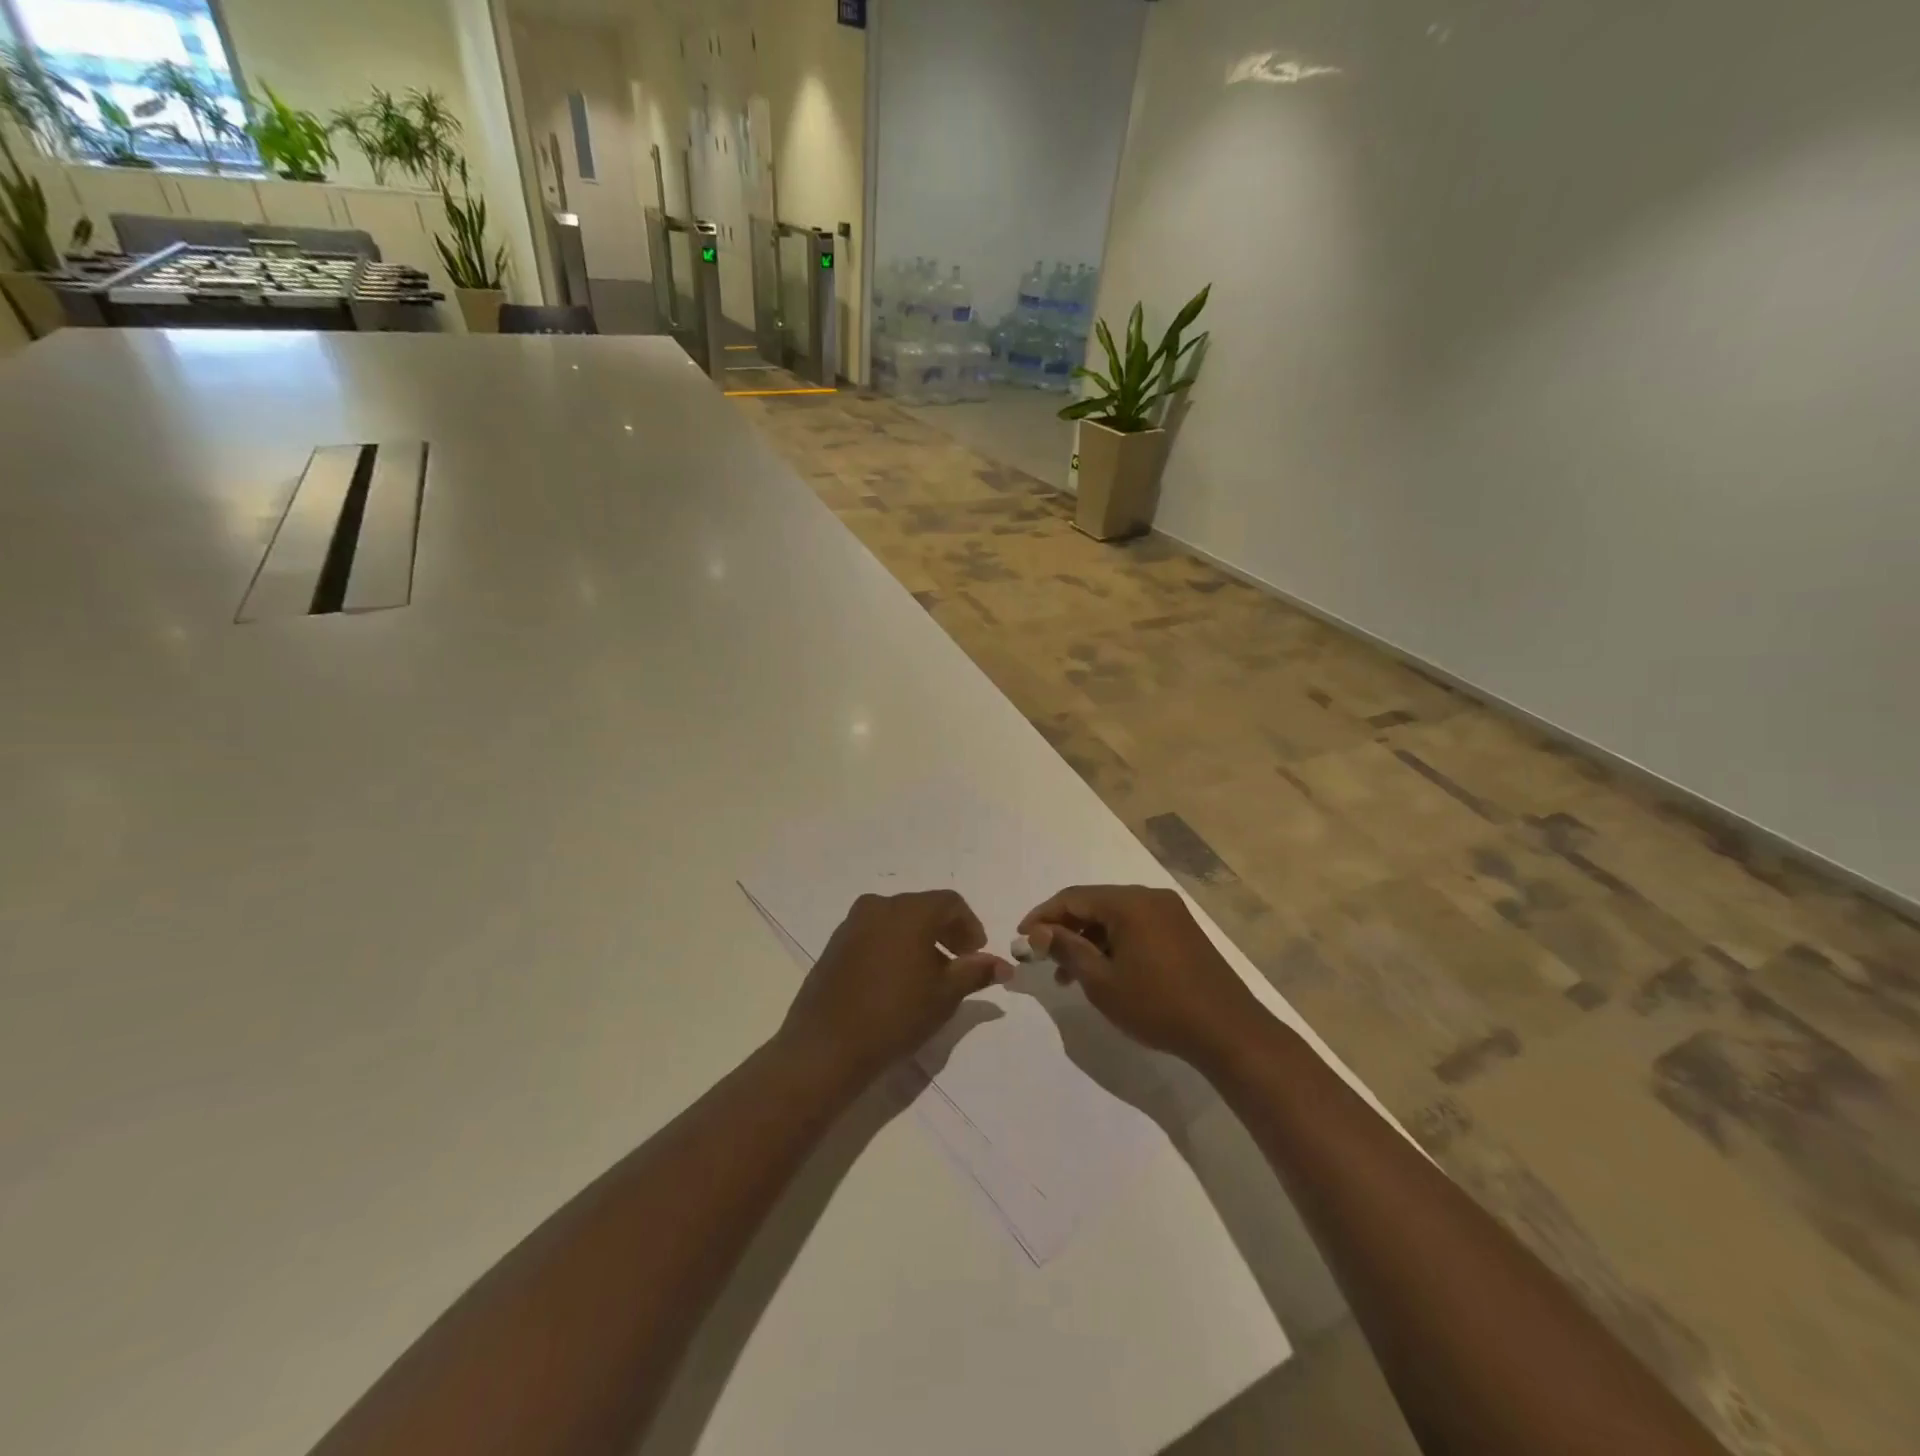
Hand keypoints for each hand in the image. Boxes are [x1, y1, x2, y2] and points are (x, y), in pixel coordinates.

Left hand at [781, 890, 1010, 1083]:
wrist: (826, 1046)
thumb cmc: (895, 1016)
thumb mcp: (944, 996)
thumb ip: (975, 972)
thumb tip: (1003, 965)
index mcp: (909, 911)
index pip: (950, 902)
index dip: (969, 926)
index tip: (976, 954)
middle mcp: (879, 906)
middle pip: (922, 908)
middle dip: (945, 931)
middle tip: (958, 964)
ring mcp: (852, 924)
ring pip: (897, 920)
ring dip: (919, 939)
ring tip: (928, 976)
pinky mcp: (835, 944)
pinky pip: (874, 934)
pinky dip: (893, 946)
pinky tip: (896, 981)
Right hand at [1019, 885, 1266, 1068]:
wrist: (1228, 1031)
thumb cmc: (1158, 1006)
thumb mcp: (1102, 981)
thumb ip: (1067, 950)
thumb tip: (1038, 932)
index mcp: (1129, 903)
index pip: (1072, 898)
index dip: (1042, 916)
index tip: (1021, 939)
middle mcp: (1150, 897)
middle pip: (1094, 904)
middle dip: (1065, 929)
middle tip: (1043, 960)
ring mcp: (1169, 913)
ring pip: (1115, 917)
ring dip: (1088, 939)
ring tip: (1069, 975)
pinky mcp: (1182, 931)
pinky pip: (1135, 927)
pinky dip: (1113, 943)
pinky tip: (1104, 971)